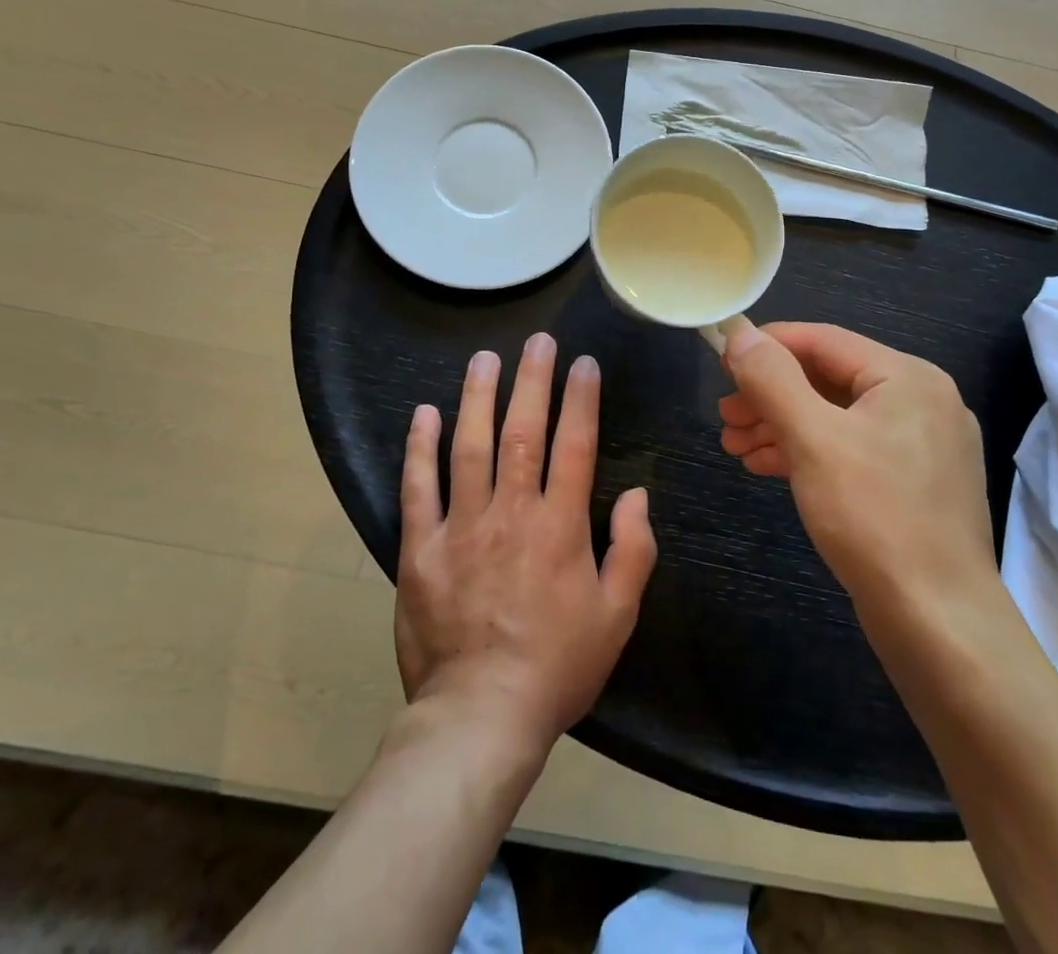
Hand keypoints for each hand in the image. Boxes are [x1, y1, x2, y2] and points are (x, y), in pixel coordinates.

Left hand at [396, 334, 656, 747]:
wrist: (480, 717)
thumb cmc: (557, 666)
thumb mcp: (617, 615)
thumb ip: (634, 549)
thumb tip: (639, 493)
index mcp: (560, 526)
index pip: (574, 445)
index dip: (581, 399)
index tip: (584, 363)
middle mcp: (511, 512)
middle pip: (522, 432)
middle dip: (532, 381)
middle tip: (536, 341)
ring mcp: (462, 527)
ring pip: (469, 447)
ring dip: (478, 397)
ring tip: (484, 359)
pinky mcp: (421, 548)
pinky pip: (418, 488)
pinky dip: (420, 448)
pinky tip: (425, 413)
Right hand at [719, 323, 994, 609]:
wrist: (939, 625)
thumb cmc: (874, 517)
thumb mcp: (813, 439)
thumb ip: (773, 380)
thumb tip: (740, 334)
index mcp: (908, 377)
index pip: (824, 340)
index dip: (768, 345)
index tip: (721, 361)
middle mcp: (921, 401)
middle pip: (829, 379)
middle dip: (770, 395)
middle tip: (724, 416)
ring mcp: (922, 446)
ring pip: (836, 418)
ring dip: (781, 426)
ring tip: (733, 445)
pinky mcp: (913, 484)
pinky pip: (851, 450)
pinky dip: (807, 453)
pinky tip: (765, 465)